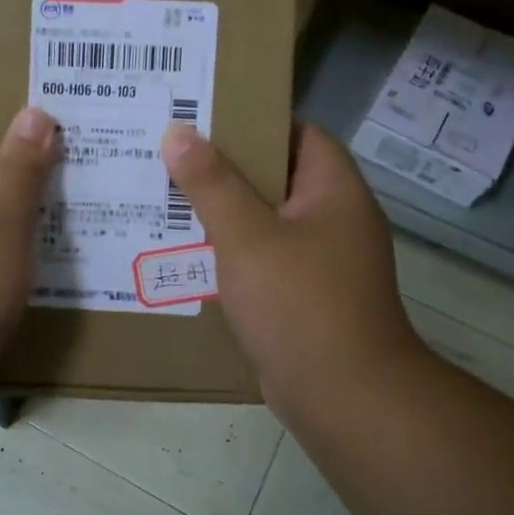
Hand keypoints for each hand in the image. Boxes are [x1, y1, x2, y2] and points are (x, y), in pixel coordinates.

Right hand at [162, 122, 423, 417]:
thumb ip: (211, 183)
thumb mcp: (246, 236)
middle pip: (278, 176)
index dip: (255, 119)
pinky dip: (233, 252)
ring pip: (267, 221)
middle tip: (172, 156)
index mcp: (334, 190)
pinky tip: (190, 253)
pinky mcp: (306, 297)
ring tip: (169, 198)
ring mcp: (323, 261)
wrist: (344, 398)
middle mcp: (334, 219)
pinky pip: (265, 259)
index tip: (205, 116)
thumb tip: (178, 133)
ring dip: (225, 212)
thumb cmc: (299, 303)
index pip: (299, 132)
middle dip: (226, 167)